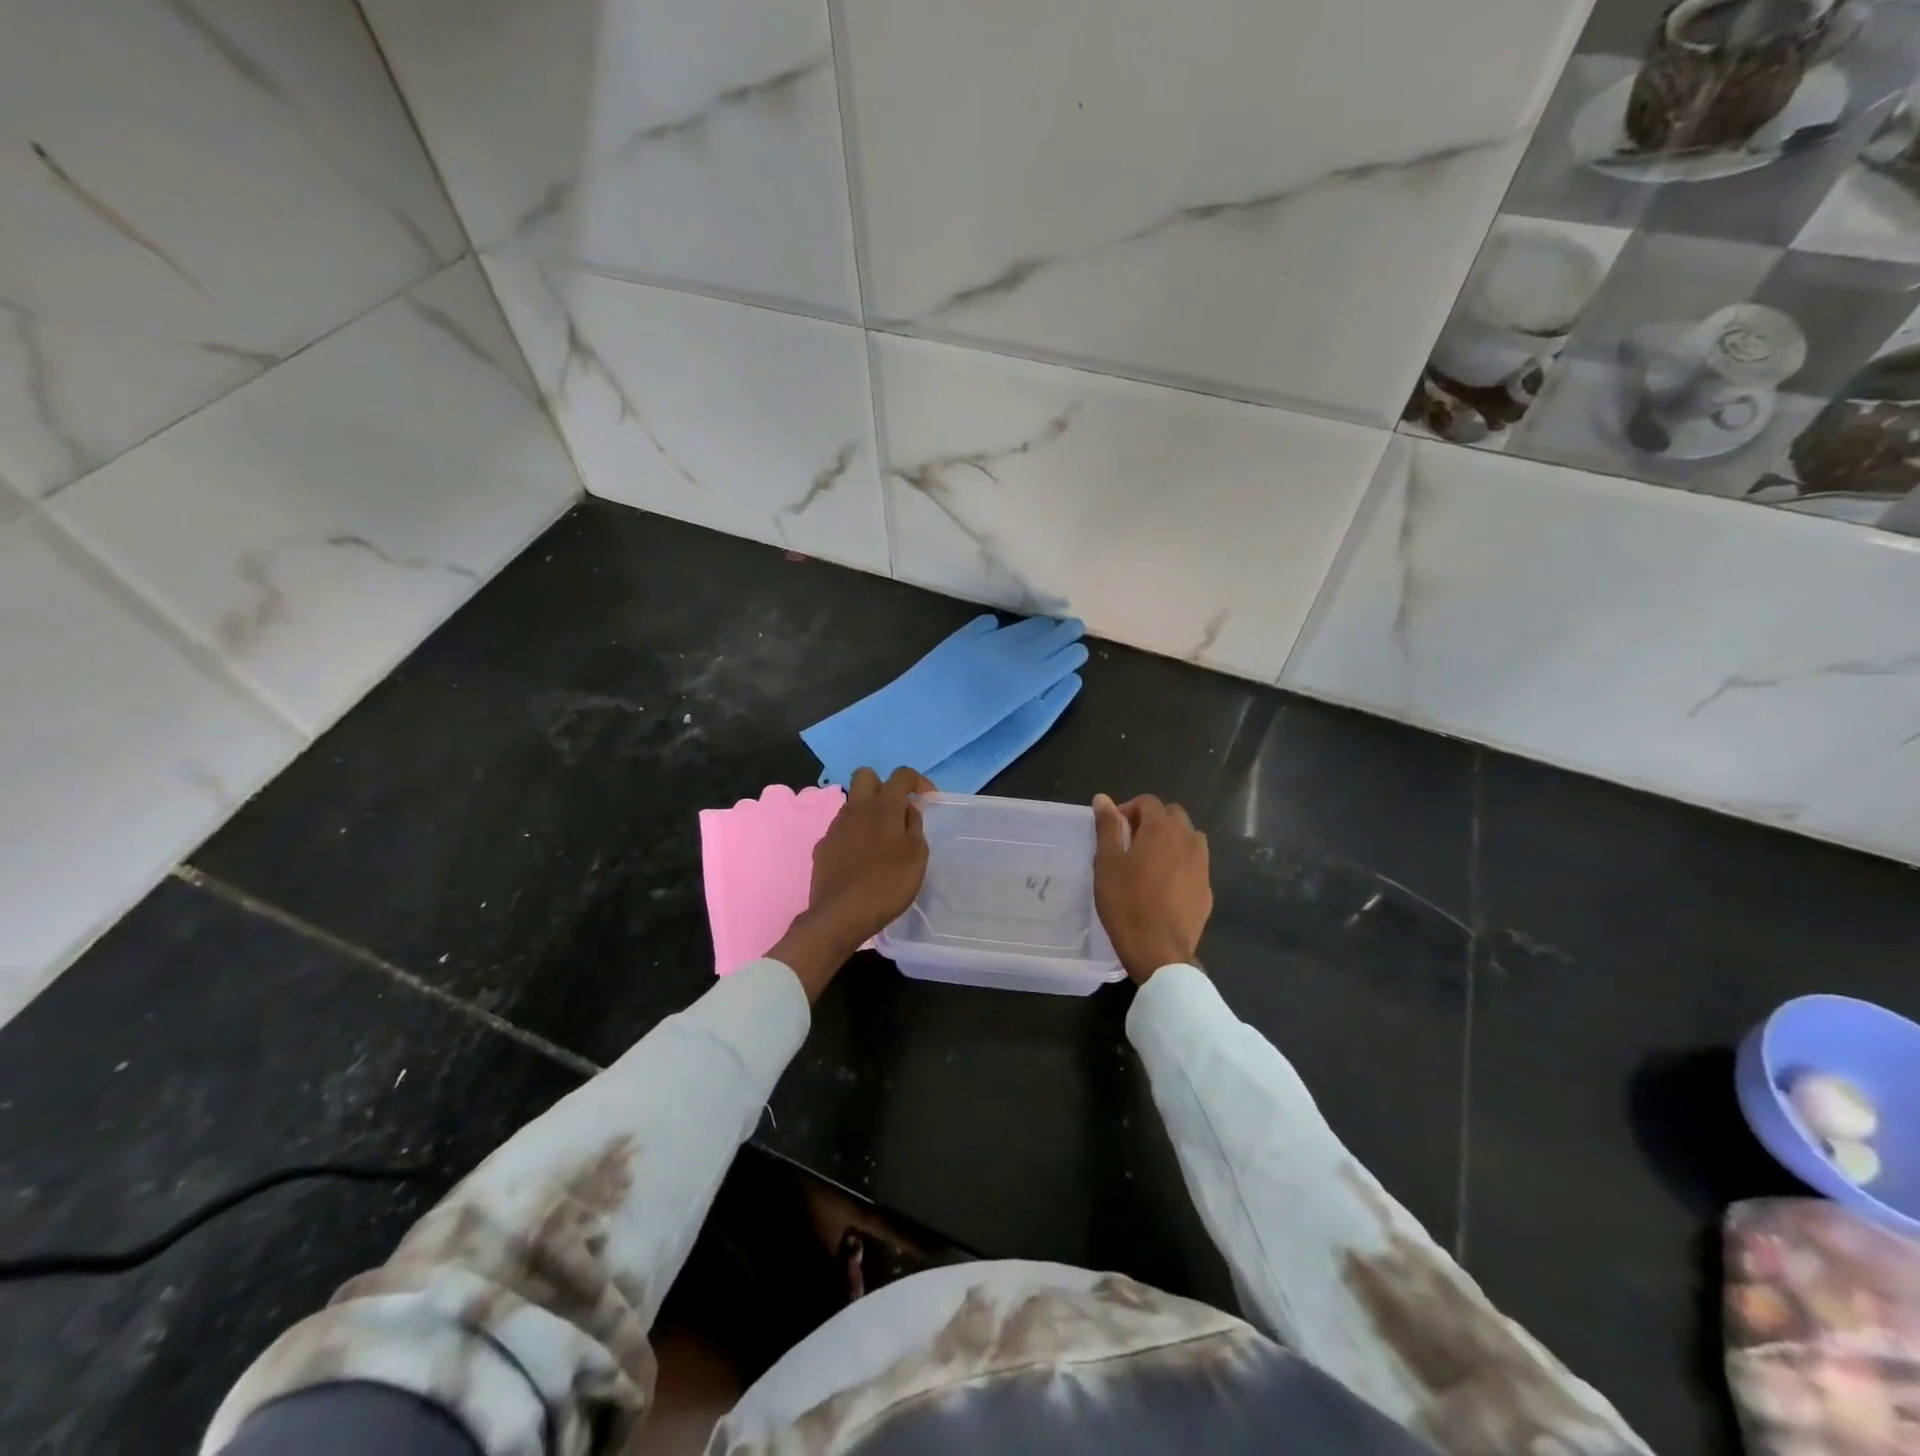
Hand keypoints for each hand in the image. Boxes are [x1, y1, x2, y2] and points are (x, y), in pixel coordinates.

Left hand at [771, 767, 930, 999]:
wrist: (841, 915)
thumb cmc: (887, 884)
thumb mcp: (916, 856)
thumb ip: (914, 826)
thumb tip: (908, 810)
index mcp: (883, 806)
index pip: (901, 774)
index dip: (918, 781)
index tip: (927, 799)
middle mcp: (856, 809)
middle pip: (865, 775)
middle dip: (883, 785)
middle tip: (896, 811)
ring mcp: (835, 827)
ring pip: (852, 804)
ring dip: (867, 812)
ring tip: (881, 841)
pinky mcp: (822, 846)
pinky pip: (841, 830)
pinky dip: (853, 836)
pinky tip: (861, 860)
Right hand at [1092, 793, 1210, 984]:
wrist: (1159, 950)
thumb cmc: (1126, 902)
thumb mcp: (1107, 862)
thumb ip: (1108, 827)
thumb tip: (1103, 798)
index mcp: (1162, 829)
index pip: (1149, 802)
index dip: (1129, 809)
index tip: (1115, 830)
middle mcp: (1188, 840)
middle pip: (1173, 815)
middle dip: (1152, 821)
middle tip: (1131, 843)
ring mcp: (1202, 865)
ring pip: (1189, 838)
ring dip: (1171, 840)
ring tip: (1151, 862)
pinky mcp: (1207, 889)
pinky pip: (1195, 864)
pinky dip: (1181, 864)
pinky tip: (1165, 886)